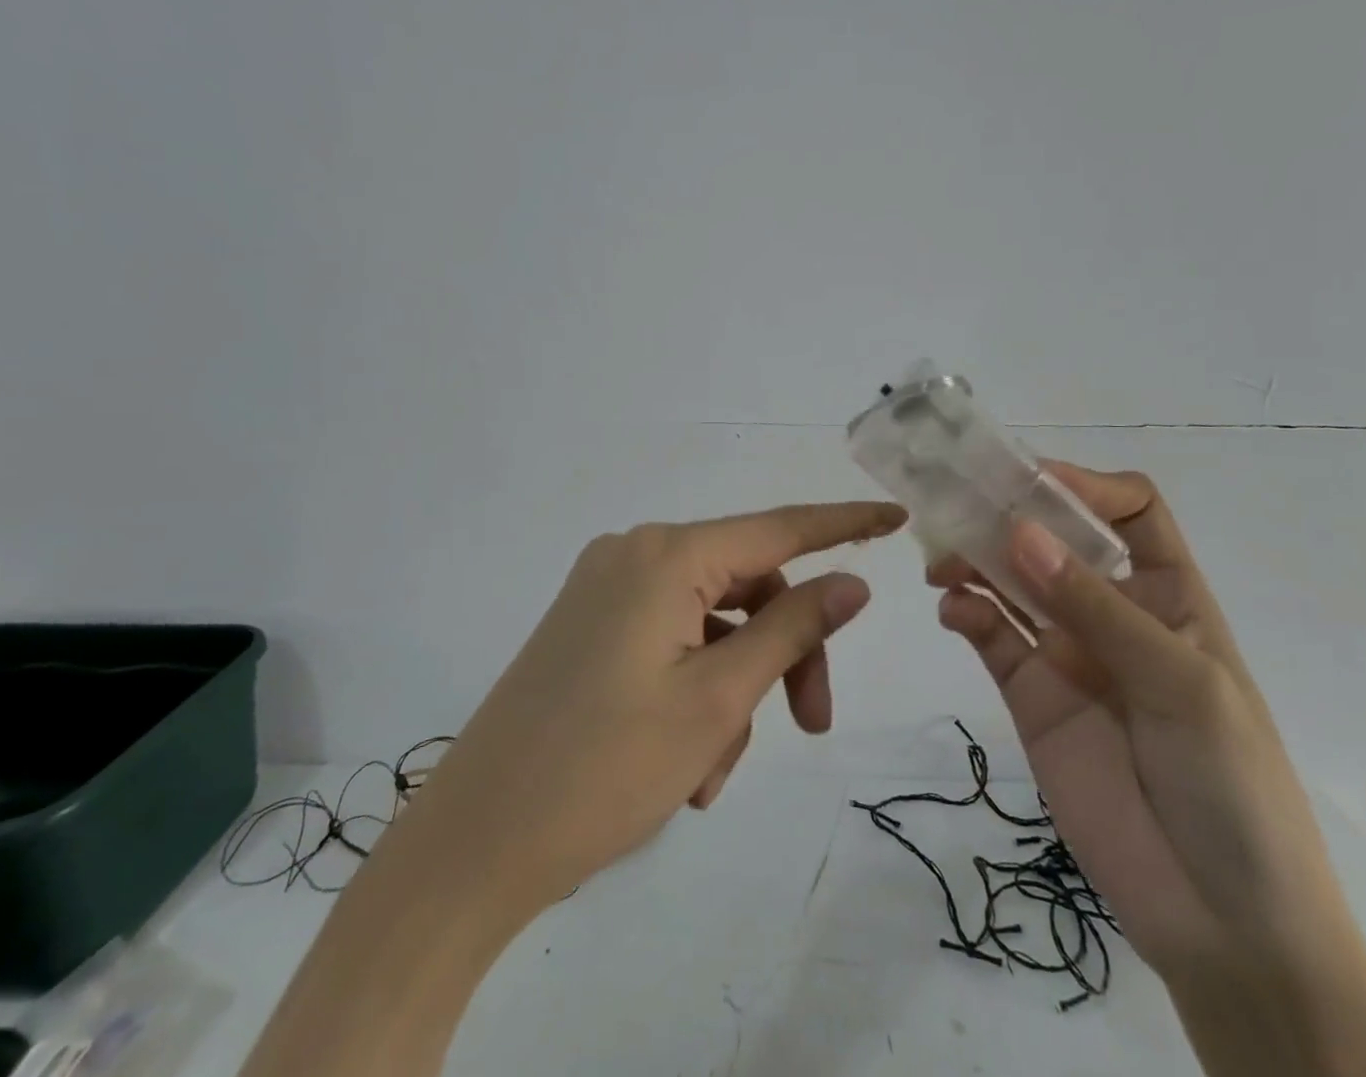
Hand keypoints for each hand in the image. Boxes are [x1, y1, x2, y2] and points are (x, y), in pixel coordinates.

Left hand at [423, 500, 906, 911]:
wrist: (470, 846)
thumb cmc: (604, 767)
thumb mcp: (717, 699)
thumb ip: (791, 628)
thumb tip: (850, 583)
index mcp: (666, 555)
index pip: (779, 528)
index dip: (842, 525)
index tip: (895, 518)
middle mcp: (634, 555)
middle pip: (746, 586)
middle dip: (784, 652)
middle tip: (811, 725)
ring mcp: (605, 590)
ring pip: (711, 622)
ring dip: (735, 688)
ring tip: (717, 772)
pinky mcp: (590, 626)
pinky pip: (671, 640)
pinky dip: (696, 690)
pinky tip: (688, 764)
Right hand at [935, 464, 1365, 1076]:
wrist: (1224, 924)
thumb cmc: (1232, 785)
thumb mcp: (1182, 685)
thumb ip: (1096, 610)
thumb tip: (1019, 532)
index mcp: (1168, 594)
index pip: (1130, 512)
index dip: (1085, 486)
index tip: (1030, 481)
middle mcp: (1112, 611)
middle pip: (1056, 539)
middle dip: (1009, 514)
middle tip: (955, 502)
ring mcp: (1067, 651)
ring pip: (1012, 581)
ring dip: (975, 559)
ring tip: (943, 560)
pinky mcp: (1029, 693)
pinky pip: (991, 636)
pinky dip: (967, 613)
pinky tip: (953, 611)